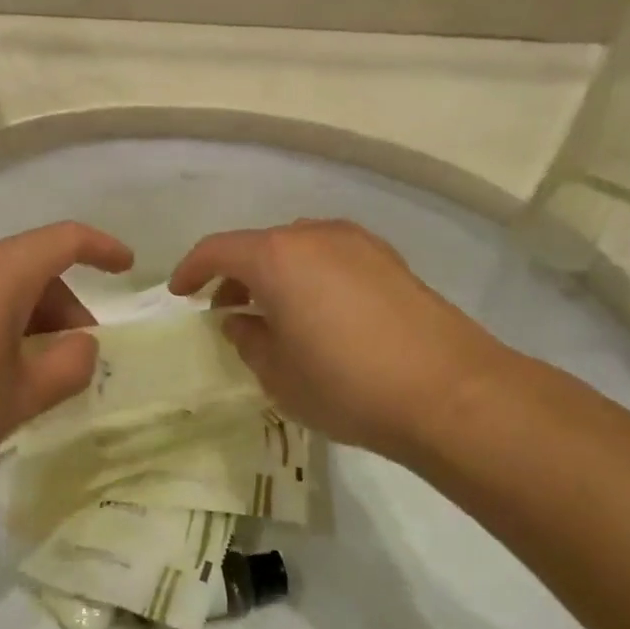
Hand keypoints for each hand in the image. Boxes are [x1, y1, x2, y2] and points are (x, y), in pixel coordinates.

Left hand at [0, 221, 133, 511]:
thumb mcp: (20, 398)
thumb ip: (70, 366)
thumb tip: (84, 345)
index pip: (64, 239)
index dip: (102, 248)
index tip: (127, 267)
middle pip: (29, 269)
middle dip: (62, 309)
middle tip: (73, 361)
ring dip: (25, 321)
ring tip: (26, 377)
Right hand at [168, 219, 512, 461]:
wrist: (450, 392)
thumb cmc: (346, 384)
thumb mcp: (277, 374)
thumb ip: (247, 339)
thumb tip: (240, 320)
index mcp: (277, 256)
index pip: (217, 250)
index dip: (191, 270)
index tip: (180, 294)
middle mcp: (315, 236)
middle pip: (260, 245)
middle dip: (235, 274)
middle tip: (227, 311)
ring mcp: (358, 244)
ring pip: (299, 249)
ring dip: (275, 275)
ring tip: (273, 314)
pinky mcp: (390, 261)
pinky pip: (332, 258)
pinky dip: (311, 277)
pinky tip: (319, 314)